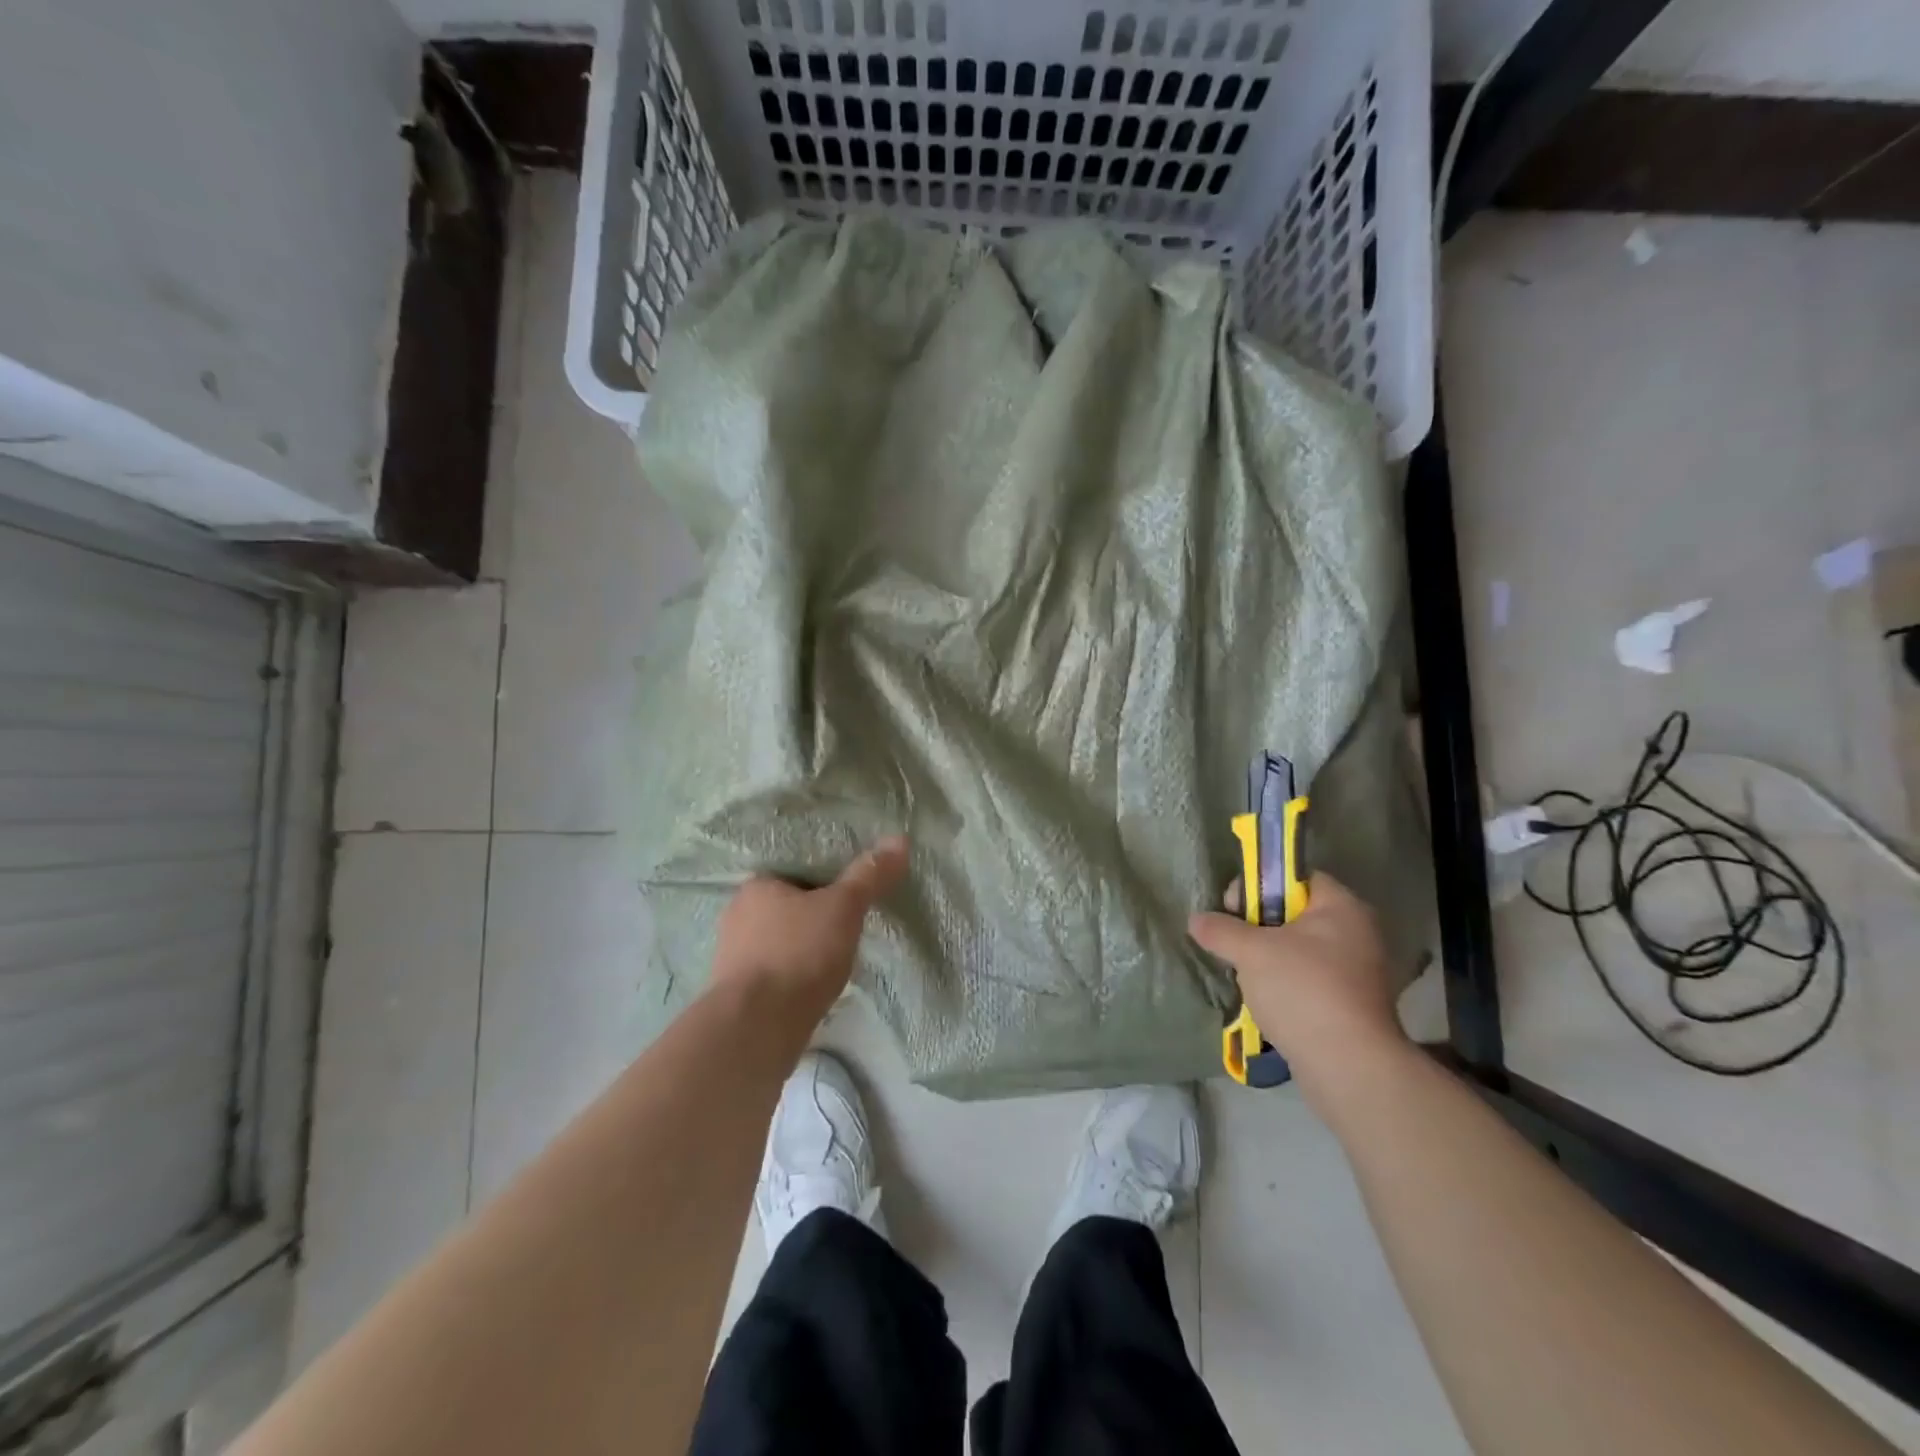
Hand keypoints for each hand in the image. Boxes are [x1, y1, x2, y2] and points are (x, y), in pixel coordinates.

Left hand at [712, 836, 909, 1030]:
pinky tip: (814, 987)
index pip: (795, 872)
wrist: (758, 1027)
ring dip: (803, 949)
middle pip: (787, 907)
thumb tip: (899, 839)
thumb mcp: (843, 907)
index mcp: (757, 886)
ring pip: (779, 941)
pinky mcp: (738, 993)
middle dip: (814, 916)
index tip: (849, 894)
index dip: (824, 881)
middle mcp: (737, 915)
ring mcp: (733, 957)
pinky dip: (794, 976)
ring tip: (836, 959)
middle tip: (847, 926)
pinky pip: (774, 973)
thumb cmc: (799, 953)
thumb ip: (869, 875)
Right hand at [1189, 873, 1409, 1107]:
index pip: (1296, 877)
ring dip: (1268, 958)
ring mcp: (1357, 971)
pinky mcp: (1351, 1004)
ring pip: (1298, 949)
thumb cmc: (1302, 990)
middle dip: (1258, 926)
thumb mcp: (1251, 951)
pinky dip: (1284, 984)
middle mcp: (1356, 933)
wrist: (1349, 1067)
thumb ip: (1220, 929)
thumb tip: (1196, 920)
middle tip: (1235, 943)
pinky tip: (1264, 1000)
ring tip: (1245, 975)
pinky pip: (1308, 979)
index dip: (1260, 884)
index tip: (1235, 908)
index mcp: (1342, 907)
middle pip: (1294, 913)